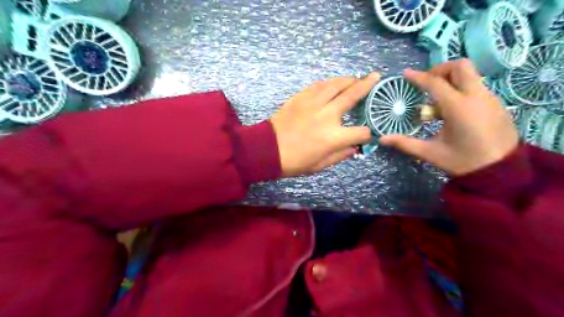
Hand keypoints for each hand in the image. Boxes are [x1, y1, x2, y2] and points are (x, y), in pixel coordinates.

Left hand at [271, 73, 381, 178]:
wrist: (267, 149)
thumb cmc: (294, 162)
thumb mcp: (320, 165)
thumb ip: (340, 155)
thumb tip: (354, 148)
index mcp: (334, 137)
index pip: (361, 132)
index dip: (368, 133)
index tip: (367, 133)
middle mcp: (328, 115)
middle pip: (353, 95)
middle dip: (367, 85)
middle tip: (376, 77)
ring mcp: (313, 103)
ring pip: (336, 84)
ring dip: (349, 79)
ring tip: (356, 78)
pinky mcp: (300, 97)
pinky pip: (318, 85)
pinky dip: (329, 83)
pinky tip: (333, 83)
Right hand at [379, 60, 518, 175]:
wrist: (502, 172)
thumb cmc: (463, 161)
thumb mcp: (430, 153)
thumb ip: (405, 143)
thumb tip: (382, 139)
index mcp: (458, 107)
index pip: (435, 83)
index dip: (418, 77)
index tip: (406, 74)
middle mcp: (476, 96)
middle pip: (460, 66)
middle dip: (440, 70)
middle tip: (427, 83)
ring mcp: (490, 98)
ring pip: (470, 75)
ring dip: (451, 80)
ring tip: (438, 101)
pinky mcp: (497, 104)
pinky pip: (477, 86)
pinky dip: (461, 89)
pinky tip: (453, 110)